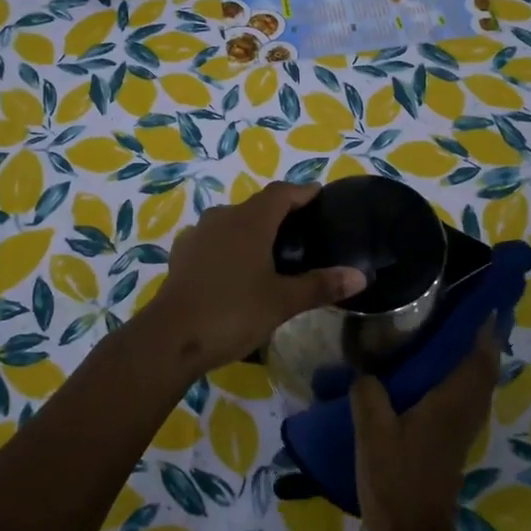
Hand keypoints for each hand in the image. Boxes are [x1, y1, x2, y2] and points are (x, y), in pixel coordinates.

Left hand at [142, 182, 365, 376]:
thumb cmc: (233, 312)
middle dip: (279, 211)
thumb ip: (320, 285)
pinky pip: (213, 240)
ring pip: (232, 221)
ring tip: (271, 250)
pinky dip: (230, 246)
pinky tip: (236, 268)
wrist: (170, 338)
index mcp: (250, 221)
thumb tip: (360, 276)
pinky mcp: (182, 256)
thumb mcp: (283, 302)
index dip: (302, 191)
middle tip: (302, 229)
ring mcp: (198, 235)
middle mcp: (223, 218)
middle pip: (256, 205)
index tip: (319, 195)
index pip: (281, 193)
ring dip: (252, 228)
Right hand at [351, 319, 500, 530]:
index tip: (483, 299)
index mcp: (450, 402)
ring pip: (478, 385)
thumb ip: (368, 392)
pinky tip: (433, 377)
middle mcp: (464, 412)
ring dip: (474, 359)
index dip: (485, 327)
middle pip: (485, 369)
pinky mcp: (451, 445)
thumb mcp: (371, 431)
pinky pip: (465, 400)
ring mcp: (460, 431)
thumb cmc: (396, 480)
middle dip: (483, 339)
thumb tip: (365, 369)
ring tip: (450, 335)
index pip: (478, 356)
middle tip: (465, 311)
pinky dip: (461, 380)